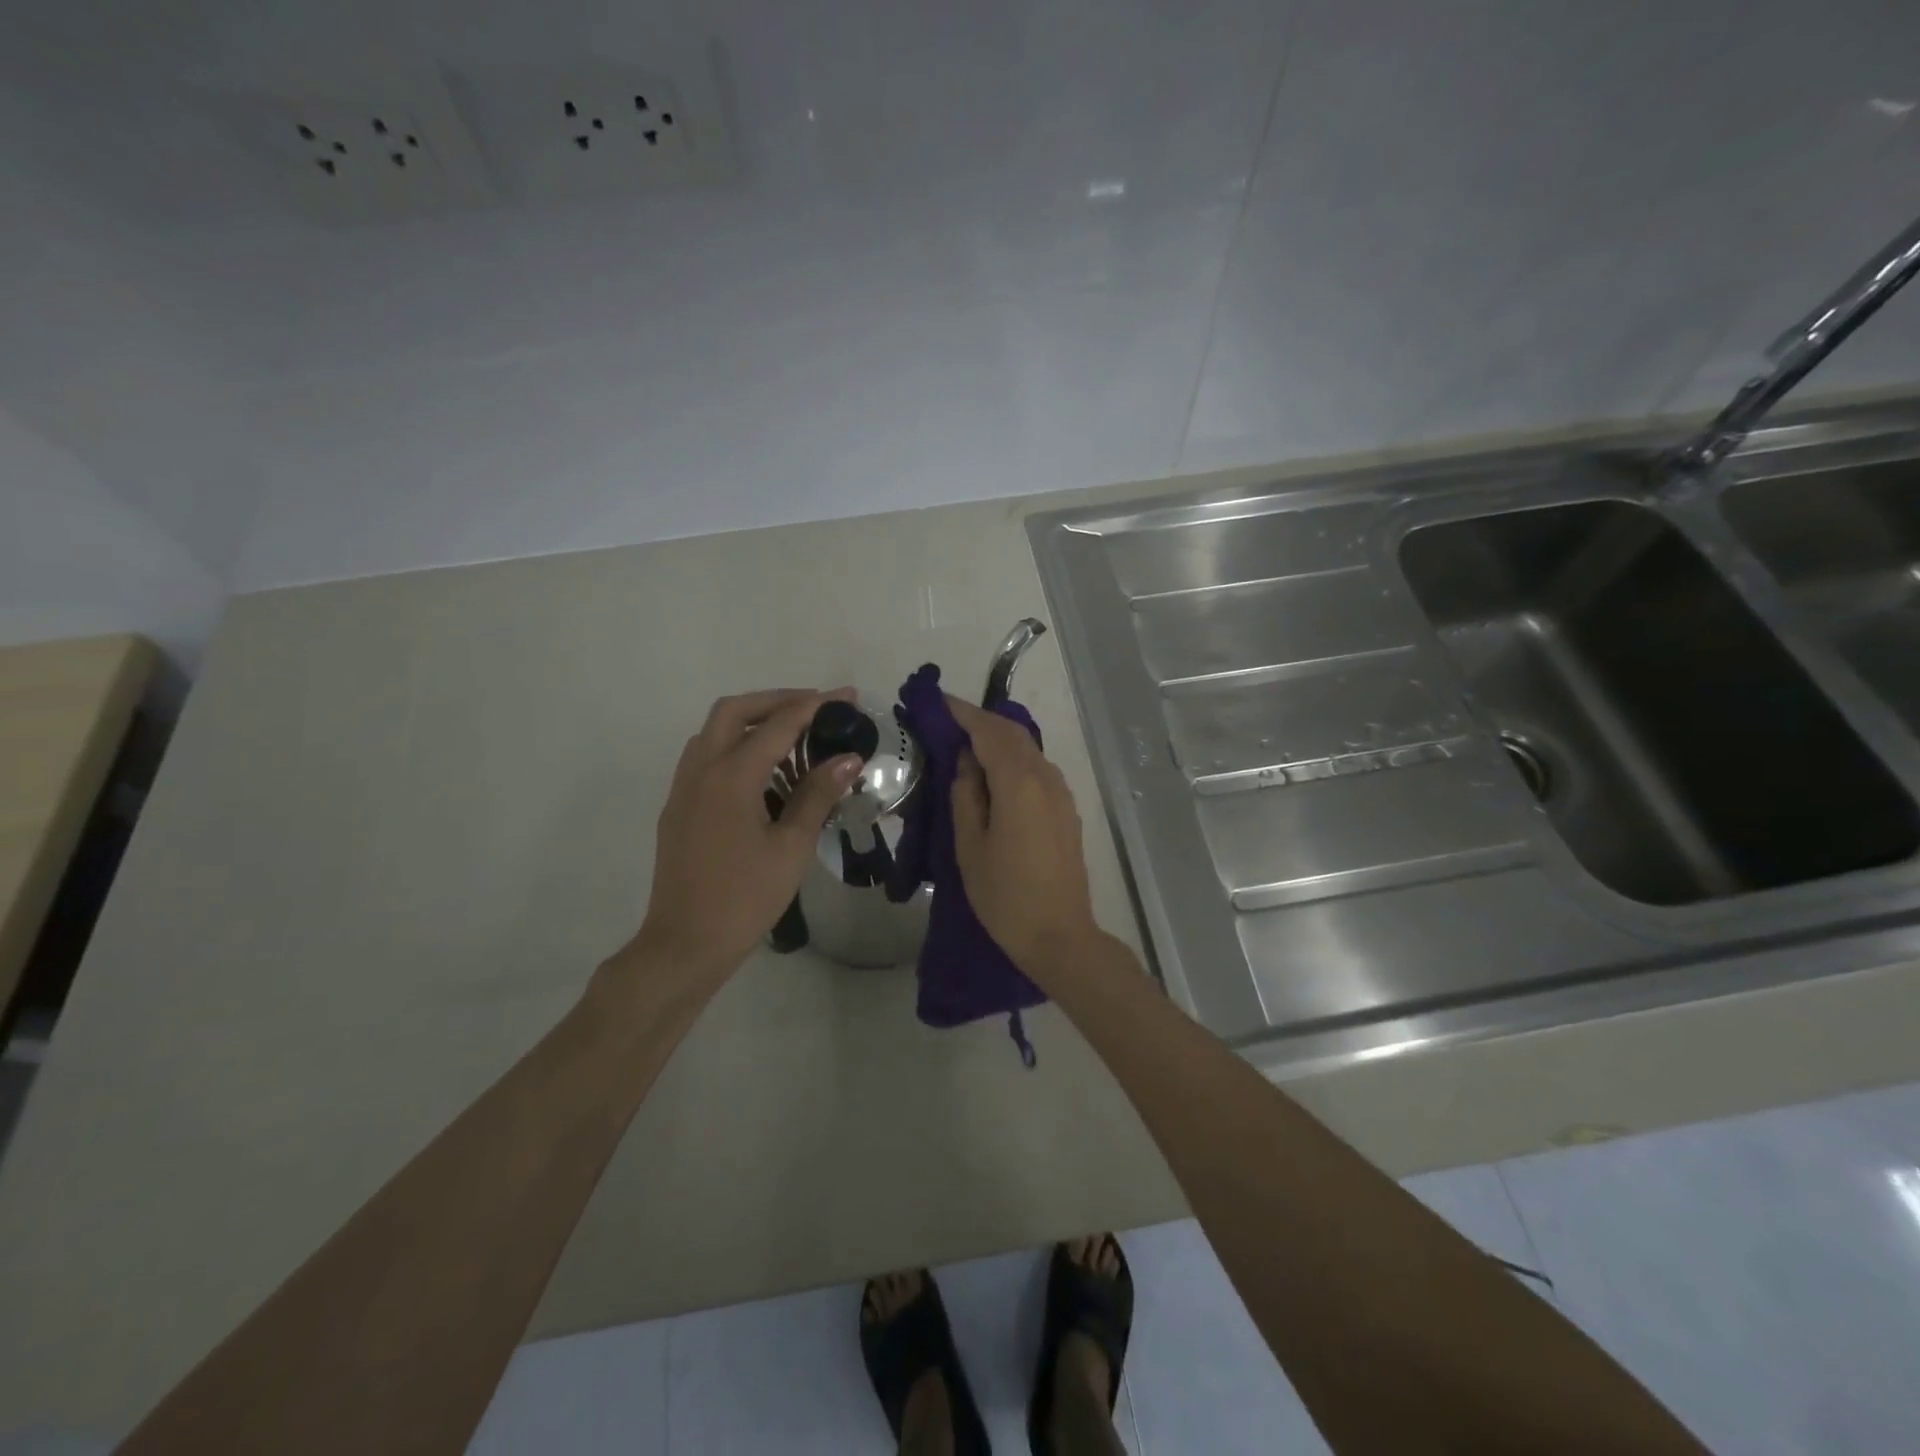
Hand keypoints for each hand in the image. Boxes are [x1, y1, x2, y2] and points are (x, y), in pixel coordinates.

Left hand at [624, 688, 862, 984]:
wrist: (686, 943)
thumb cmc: (745, 898)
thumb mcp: (791, 847)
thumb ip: (817, 795)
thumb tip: (848, 758)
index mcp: (731, 777)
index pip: (778, 725)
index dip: (815, 707)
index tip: (846, 697)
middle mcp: (701, 770)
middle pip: (734, 711)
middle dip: (776, 701)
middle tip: (814, 708)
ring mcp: (683, 788)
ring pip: (714, 732)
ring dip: (752, 721)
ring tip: (792, 737)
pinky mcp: (678, 807)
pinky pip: (705, 757)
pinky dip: (735, 746)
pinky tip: (762, 773)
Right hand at [947, 695, 1102, 978]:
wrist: (1059, 935)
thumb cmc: (1005, 895)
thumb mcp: (970, 845)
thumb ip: (966, 795)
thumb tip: (967, 761)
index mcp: (1019, 783)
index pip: (989, 731)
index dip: (963, 712)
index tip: (937, 701)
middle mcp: (1046, 778)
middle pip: (1012, 734)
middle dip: (980, 721)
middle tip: (947, 721)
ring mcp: (1061, 793)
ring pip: (1028, 749)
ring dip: (998, 739)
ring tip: (966, 744)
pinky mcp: (1066, 810)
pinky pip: (1037, 769)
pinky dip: (1013, 759)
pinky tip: (994, 773)